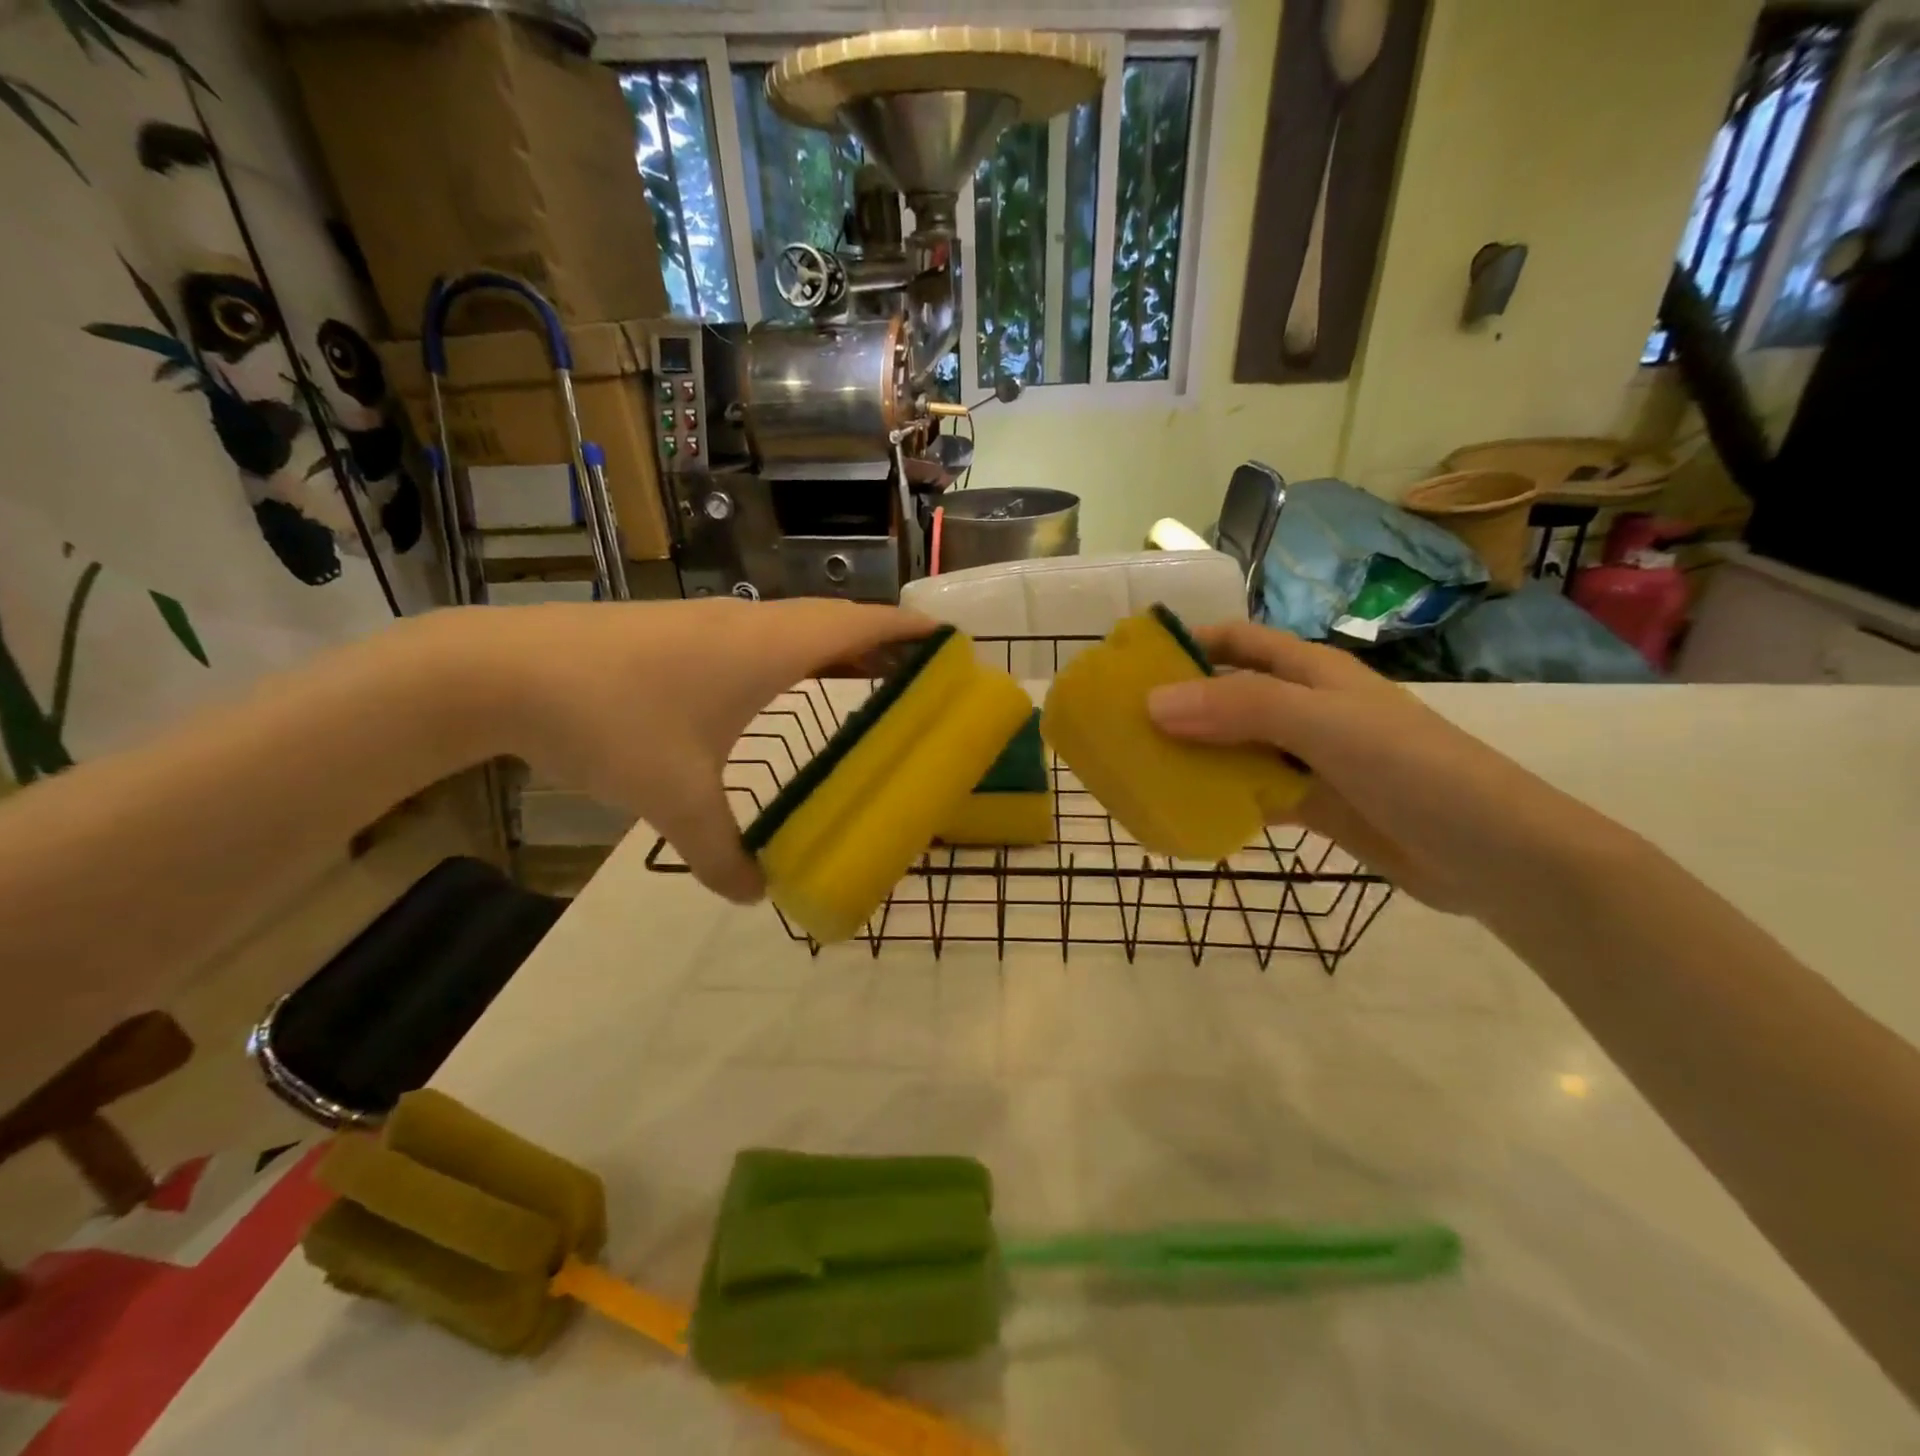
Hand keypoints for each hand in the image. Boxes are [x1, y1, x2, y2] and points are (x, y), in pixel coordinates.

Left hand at [463, 599, 933, 901]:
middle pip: (834, 622)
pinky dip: (792, 656)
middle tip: (917, 675)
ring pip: (793, 628)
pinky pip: (758, 639)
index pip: (859, 624)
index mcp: (767, 649)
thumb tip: (754, 896)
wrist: (502, 670)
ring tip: (864, 681)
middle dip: (881, 642)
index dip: (907, 628)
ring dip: (834, 648)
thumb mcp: (674, 799)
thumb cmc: (610, 720)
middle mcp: (747, 625)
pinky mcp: (677, 633)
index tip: (948, 638)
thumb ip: (721, 854)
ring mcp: (709, 624)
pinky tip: (777, 689)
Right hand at [1145, 622, 1587, 917]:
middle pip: (1228, 695)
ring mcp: (1310, 759)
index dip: (1186, 643)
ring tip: (1140, 770)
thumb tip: (1152, 703)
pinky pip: (1253, 793)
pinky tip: (1186, 811)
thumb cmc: (1415, 771)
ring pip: (1235, 748)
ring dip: (1194, 755)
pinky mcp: (1315, 806)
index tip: (1130, 664)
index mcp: (1311, 673)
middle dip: (1177, 705)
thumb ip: (1241, 709)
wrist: (1496, 857)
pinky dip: (1221, 798)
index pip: (1236, 641)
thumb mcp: (1325, 727)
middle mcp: (1306, 709)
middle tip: (1120, 727)